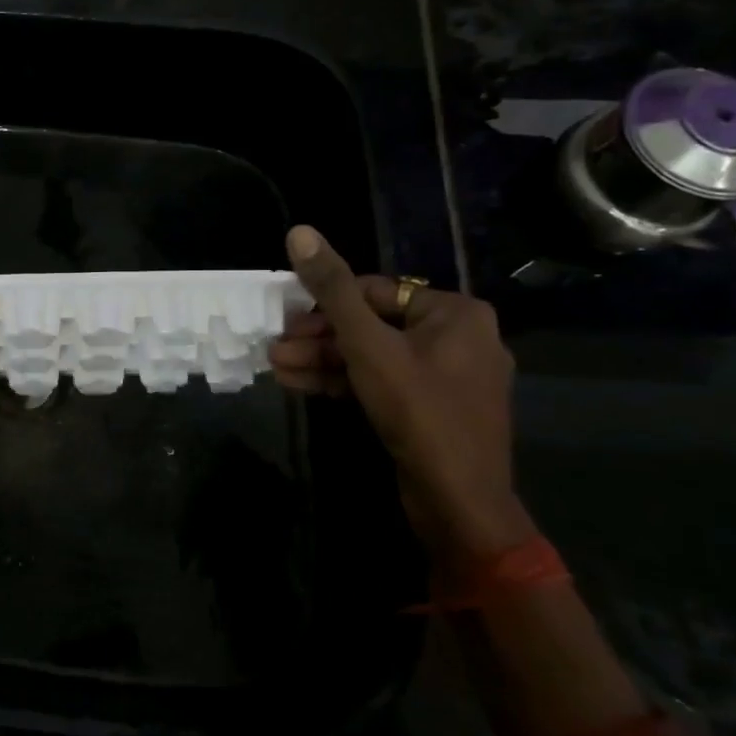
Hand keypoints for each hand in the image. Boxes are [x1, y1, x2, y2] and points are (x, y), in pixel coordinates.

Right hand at [272, 225, 531, 559]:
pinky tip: (300, 385)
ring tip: (277, 368)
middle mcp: (458, 337)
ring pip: (373, 356)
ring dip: (323, 360)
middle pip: (371, 324)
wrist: (459, 503)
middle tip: (276, 349)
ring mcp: (447, 376)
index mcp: (454, 313)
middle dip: (318, 338)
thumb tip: (299, 231)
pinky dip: (345, 381)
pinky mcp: (433, 408)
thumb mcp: (366, 345)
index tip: (286, 322)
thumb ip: (331, 289)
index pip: (375, 291)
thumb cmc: (418, 411)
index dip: (324, 305)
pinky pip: (383, 381)